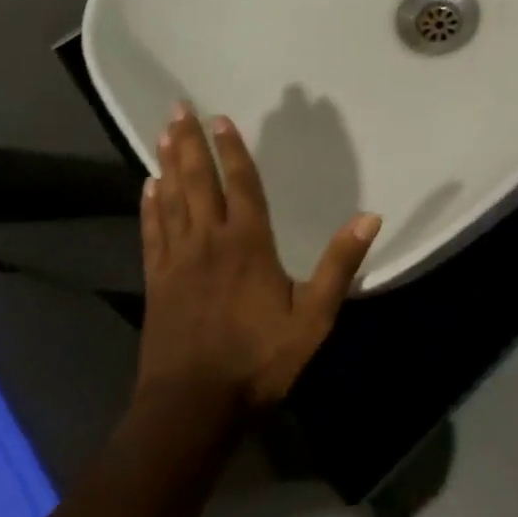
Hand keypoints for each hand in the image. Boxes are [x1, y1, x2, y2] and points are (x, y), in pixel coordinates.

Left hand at [136, 104, 380, 410]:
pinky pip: (152, 233)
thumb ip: (339, 264)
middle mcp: (209, 240)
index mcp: (248, 242)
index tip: (221, 118)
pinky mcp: (157, 283)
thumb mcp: (313, 317)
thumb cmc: (258, 360)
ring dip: (168, 164)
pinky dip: (150, 206)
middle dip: (190, 142)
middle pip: (198, 181)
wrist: (191, 409)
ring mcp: (177, 260)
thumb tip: (370, 216)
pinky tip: (148, 188)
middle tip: (178, 107)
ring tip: (164, 133)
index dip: (232, 149)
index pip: (240, 183)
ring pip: (171, 200)